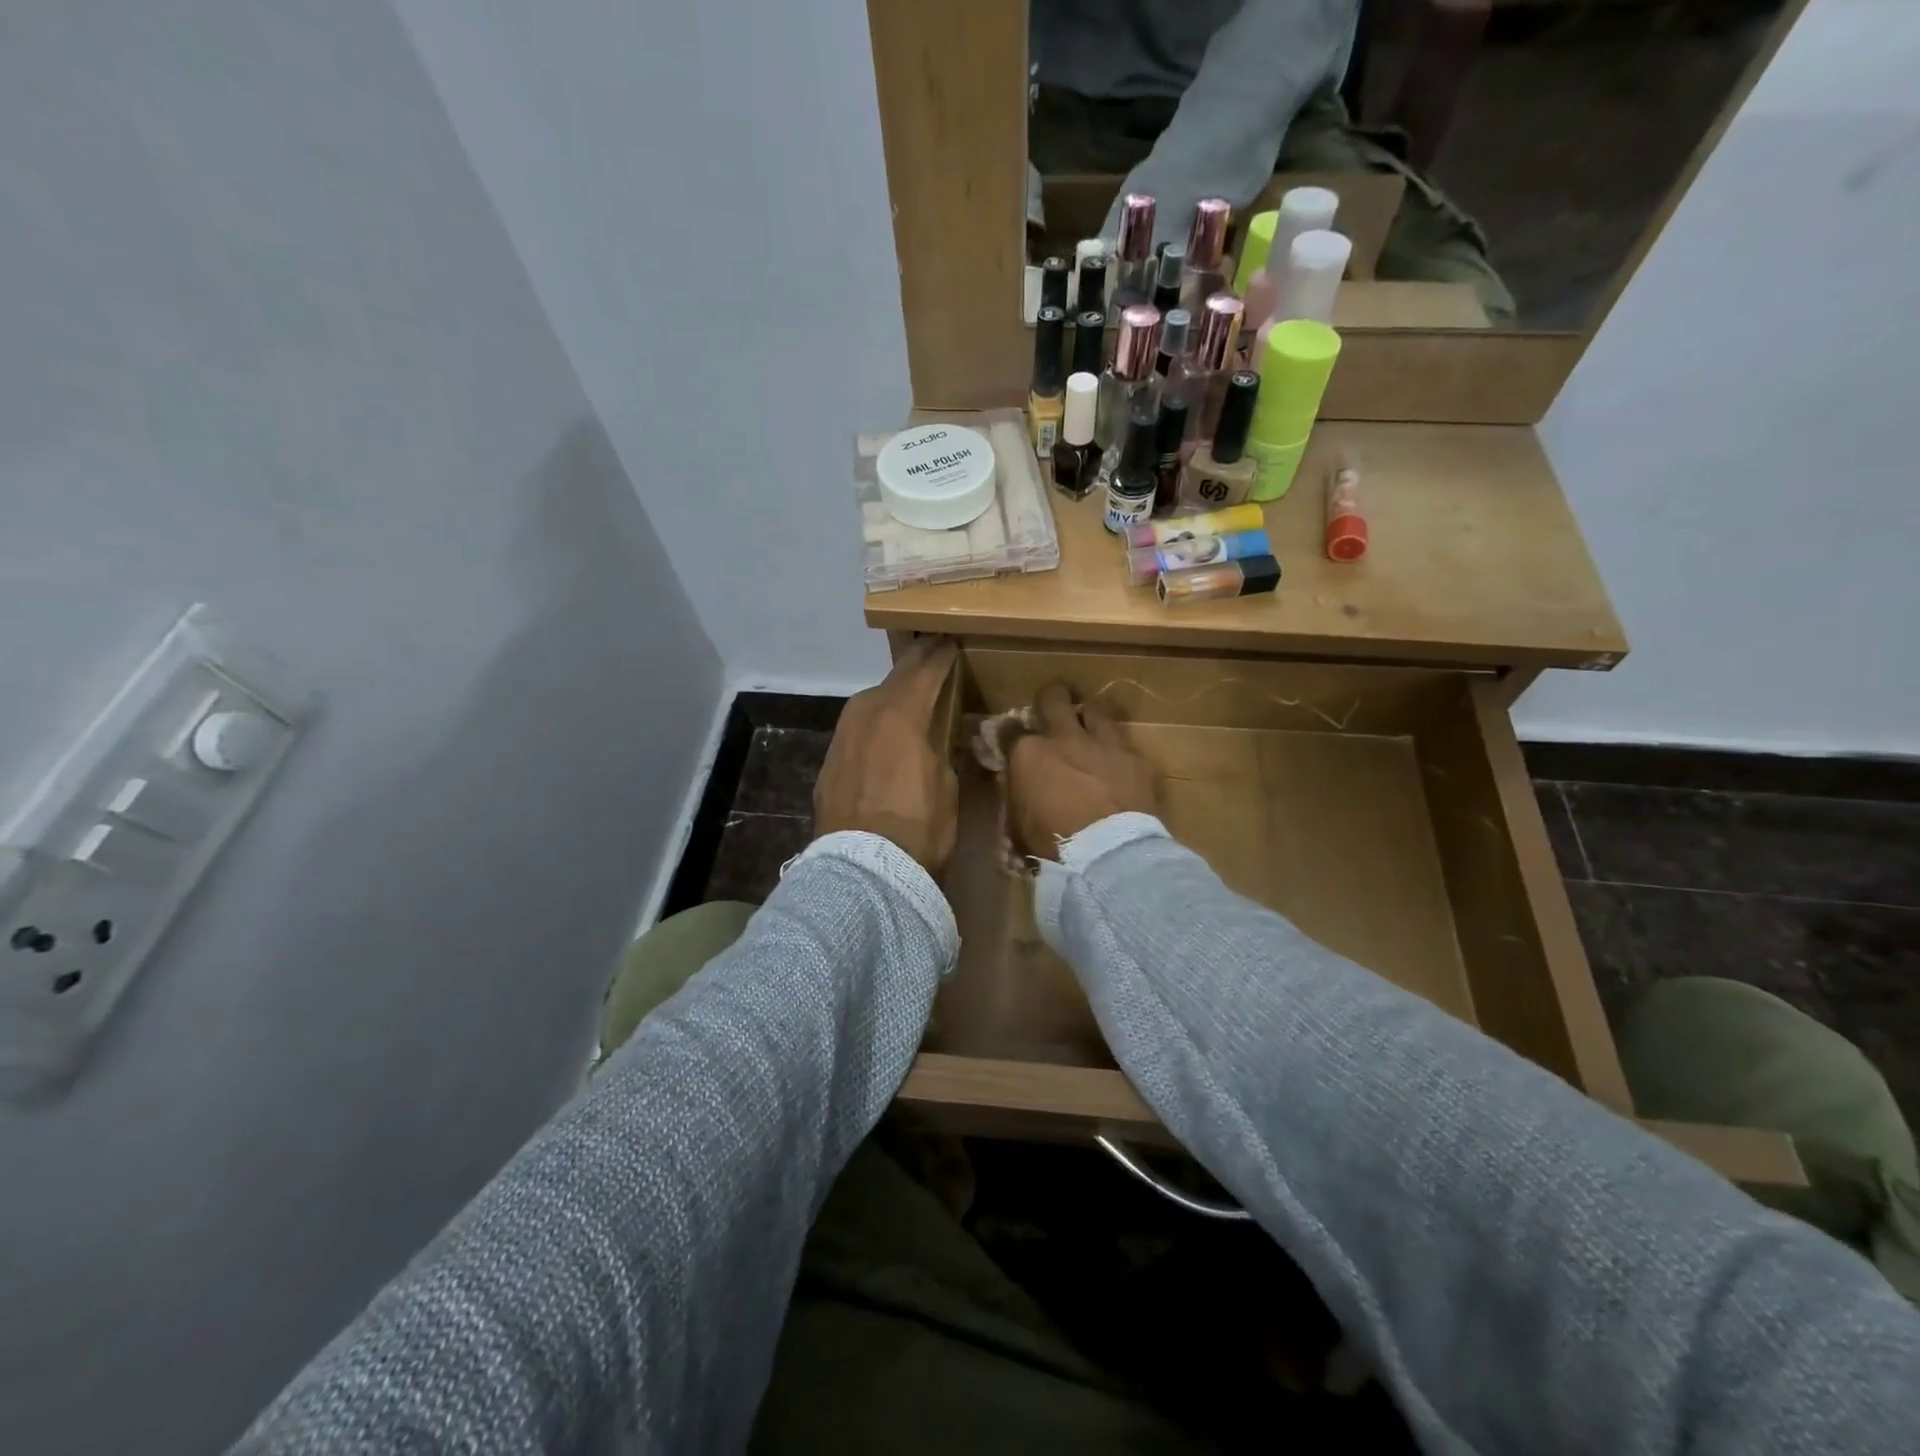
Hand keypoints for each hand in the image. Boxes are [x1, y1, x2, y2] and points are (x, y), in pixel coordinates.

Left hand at [814, 637, 960, 874]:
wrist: (863, 869)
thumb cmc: (919, 827)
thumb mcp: (947, 784)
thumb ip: (939, 748)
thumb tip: (934, 738)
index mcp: (902, 714)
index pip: (926, 672)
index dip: (941, 656)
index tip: (950, 642)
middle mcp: (867, 714)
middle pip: (894, 678)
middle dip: (914, 664)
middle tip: (931, 650)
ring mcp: (842, 736)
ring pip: (869, 701)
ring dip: (890, 692)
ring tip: (907, 690)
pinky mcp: (829, 761)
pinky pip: (856, 729)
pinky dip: (872, 722)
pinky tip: (881, 732)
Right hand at [1007, 683, 1157, 859]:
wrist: (1109, 852)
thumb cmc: (1053, 844)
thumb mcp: (1019, 824)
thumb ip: (1016, 794)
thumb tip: (1015, 782)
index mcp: (1029, 753)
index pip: (1009, 730)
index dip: (1009, 733)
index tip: (1011, 739)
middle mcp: (1064, 737)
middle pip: (1053, 698)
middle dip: (1051, 699)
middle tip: (1052, 708)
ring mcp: (1103, 744)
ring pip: (1095, 709)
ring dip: (1090, 716)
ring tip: (1090, 728)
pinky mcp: (1135, 759)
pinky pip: (1125, 745)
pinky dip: (1119, 753)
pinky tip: (1120, 766)